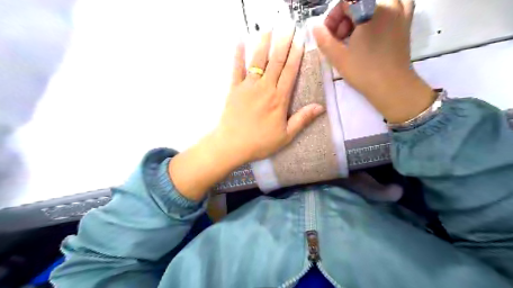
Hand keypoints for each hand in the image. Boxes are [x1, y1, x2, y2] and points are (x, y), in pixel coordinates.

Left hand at [216, 28, 323, 165]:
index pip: (290, 72)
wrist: (232, 145)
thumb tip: (320, 107)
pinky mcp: (234, 89)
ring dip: (263, 44)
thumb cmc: (260, 142)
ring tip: (269, 29)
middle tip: (288, 27)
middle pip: (276, 62)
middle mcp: (265, 88)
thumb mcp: (286, 135)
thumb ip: (302, 119)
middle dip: (283, 43)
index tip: (300, 40)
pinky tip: (239, 41)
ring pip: (257, 61)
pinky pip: (236, 69)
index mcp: (279, 99)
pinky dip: (238, 55)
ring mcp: (248, 86)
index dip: (296, 55)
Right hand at [313, 0, 431, 121]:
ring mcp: (400, 11)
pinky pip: (396, 4)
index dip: (332, 17)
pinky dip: (382, 10)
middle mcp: (388, 4)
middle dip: (344, 18)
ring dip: (359, 15)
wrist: (391, 86)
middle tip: (339, 39)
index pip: (345, 2)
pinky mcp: (406, 22)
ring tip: (354, 36)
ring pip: (374, 3)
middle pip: (359, 2)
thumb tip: (315, 27)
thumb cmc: (363, 71)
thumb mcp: (338, 56)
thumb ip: (324, 39)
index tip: (329, 35)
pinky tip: (375, 22)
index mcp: (370, 10)